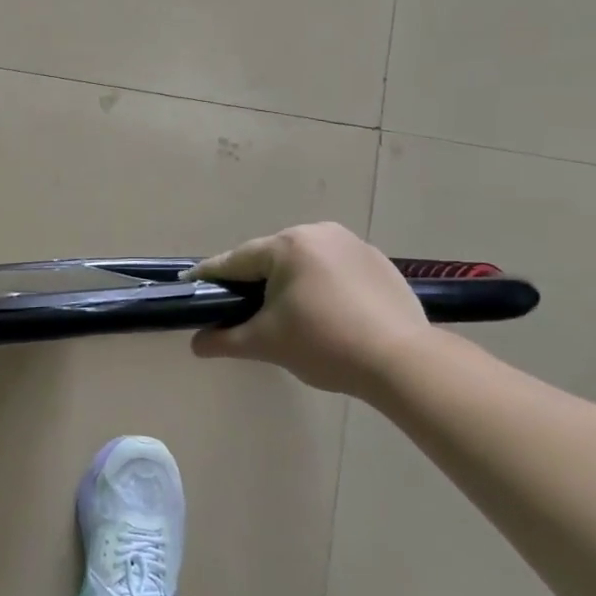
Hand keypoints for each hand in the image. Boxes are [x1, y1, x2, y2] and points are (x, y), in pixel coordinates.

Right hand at [187, 223, 431, 396]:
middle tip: (241, 310)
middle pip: (270, 258)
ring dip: (288, 282)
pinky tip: (325, 313)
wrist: (404, 363)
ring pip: (303, 262)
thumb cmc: (325, 344)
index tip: (190, 286)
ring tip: (286, 315)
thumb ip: (224, 339)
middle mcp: (319, 233)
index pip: (235, 261)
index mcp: (287, 246)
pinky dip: (321, 286)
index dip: (210, 277)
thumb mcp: (265, 343)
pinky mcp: (379, 263)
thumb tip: (197, 343)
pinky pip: (333, 269)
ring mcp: (353, 244)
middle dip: (253, 281)